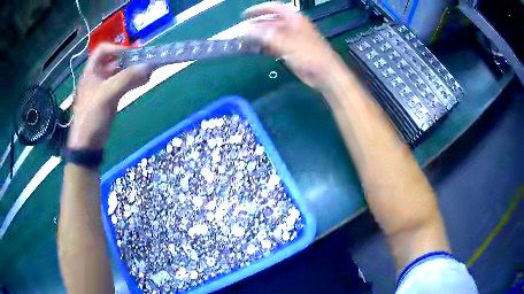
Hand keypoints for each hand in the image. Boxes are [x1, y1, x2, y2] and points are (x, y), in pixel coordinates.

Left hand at [67, 43, 152, 148]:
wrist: (87, 144)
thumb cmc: (91, 116)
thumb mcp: (107, 94)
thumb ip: (127, 78)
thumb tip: (149, 66)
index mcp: (91, 71)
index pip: (102, 50)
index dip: (116, 48)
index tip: (130, 53)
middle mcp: (97, 76)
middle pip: (114, 61)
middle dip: (130, 60)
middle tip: (146, 61)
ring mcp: (104, 88)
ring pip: (120, 74)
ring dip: (134, 71)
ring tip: (148, 72)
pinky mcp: (110, 99)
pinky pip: (123, 86)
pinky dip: (133, 82)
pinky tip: (143, 82)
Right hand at [243, 2, 341, 90]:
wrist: (325, 73)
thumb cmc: (309, 54)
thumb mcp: (286, 42)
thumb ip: (265, 35)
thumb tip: (245, 31)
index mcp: (294, 18)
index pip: (274, 7)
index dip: (258, 9)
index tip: (244, 16)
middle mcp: (291, 26)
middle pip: (270, 21)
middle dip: (255, 25)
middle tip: (240, 31)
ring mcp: (291, 39)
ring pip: (270, 34)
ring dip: (257, 37)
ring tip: (242, 41)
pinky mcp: (290, 51)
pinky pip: (273, 46)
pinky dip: (263, 47)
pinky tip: (253, 50)